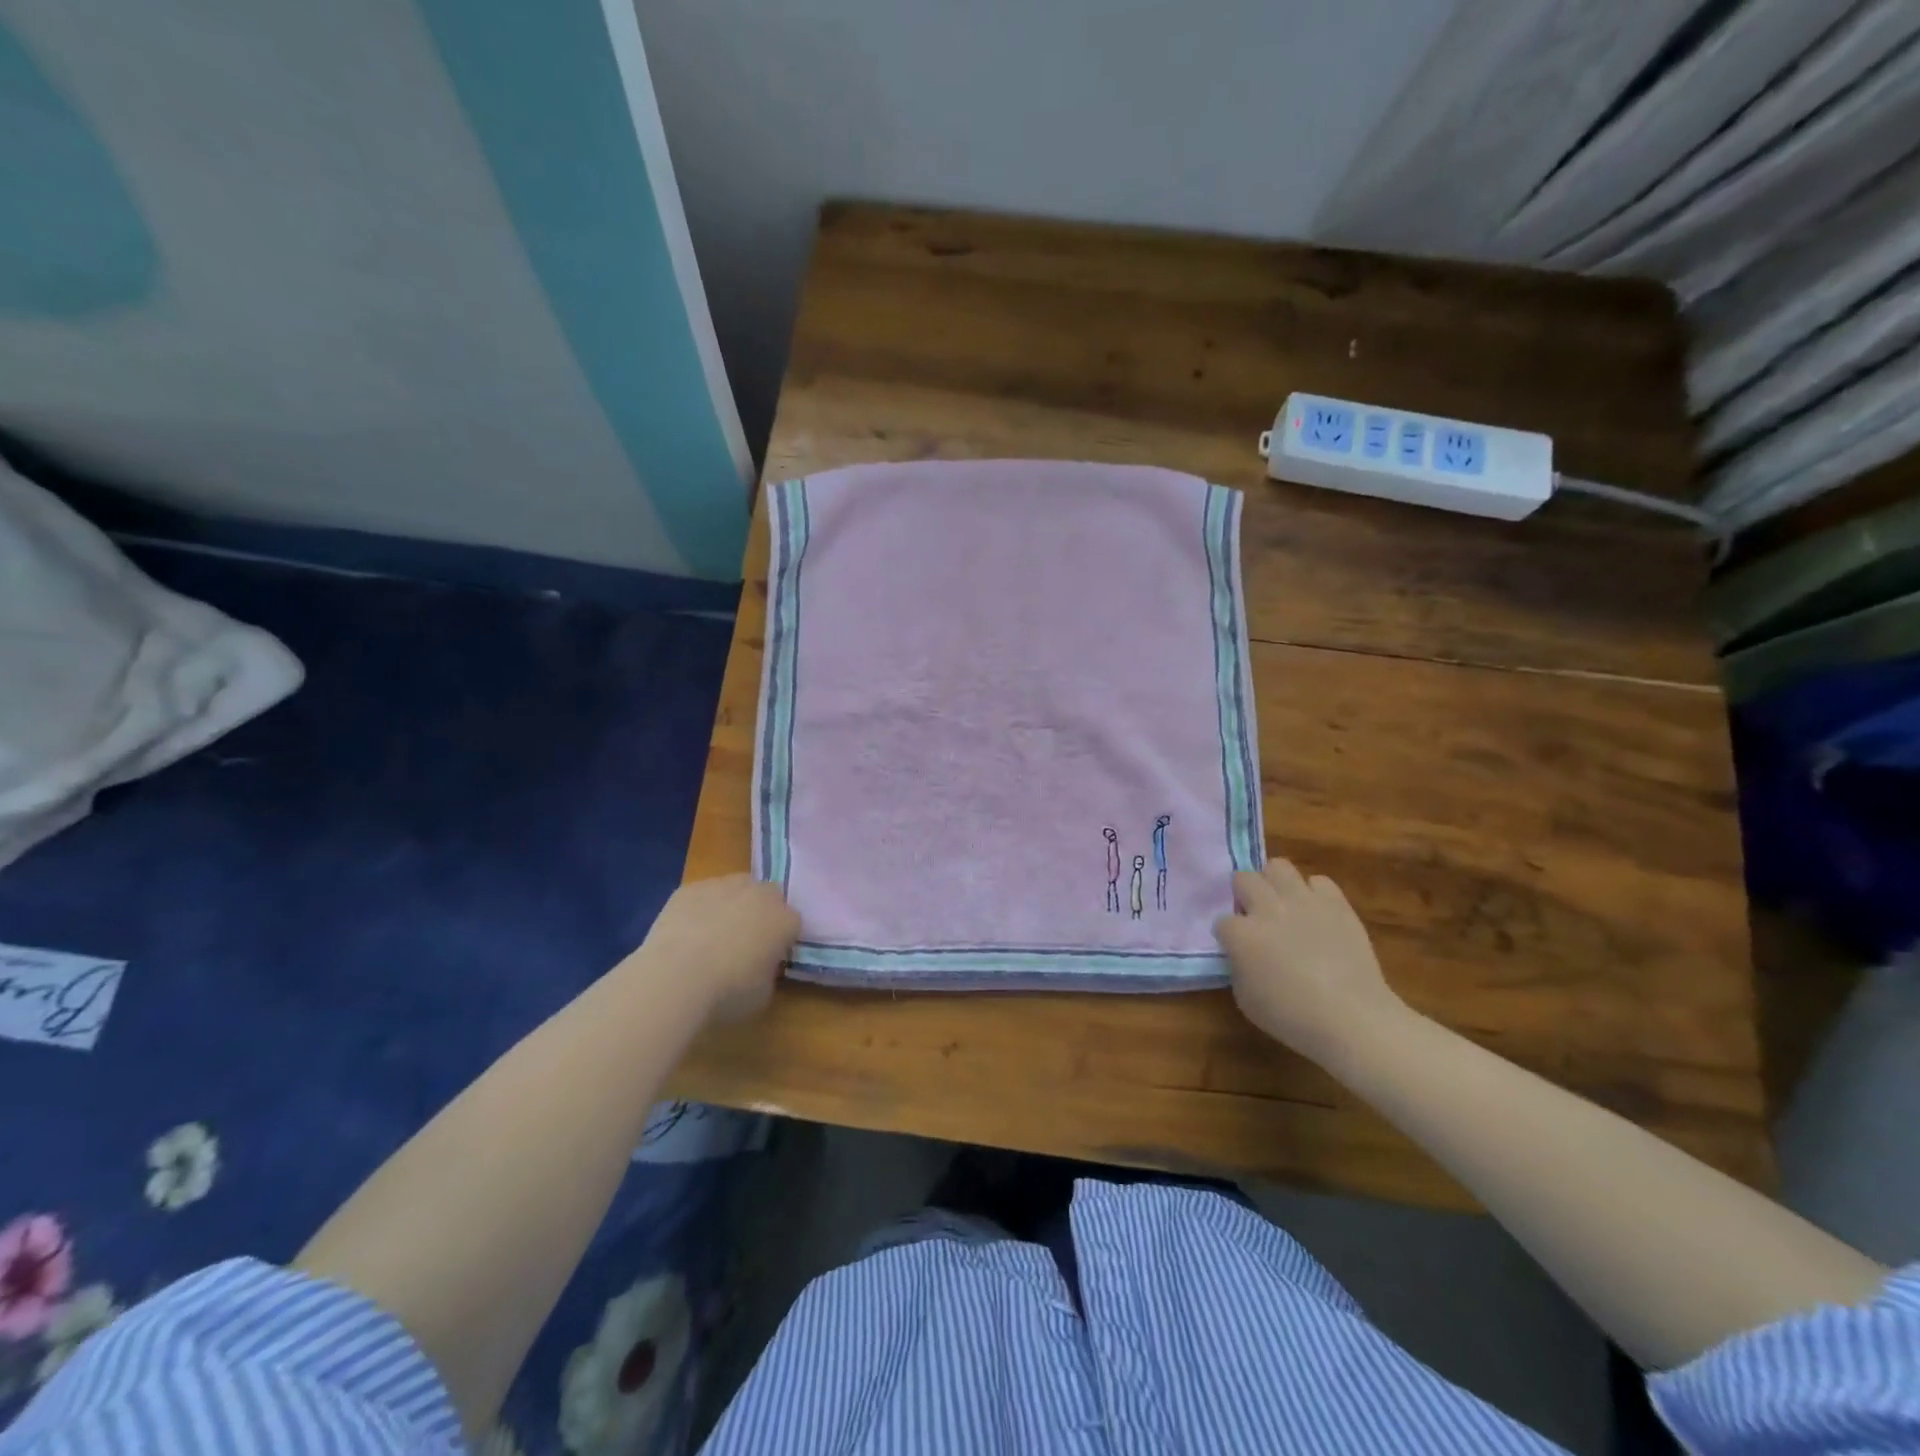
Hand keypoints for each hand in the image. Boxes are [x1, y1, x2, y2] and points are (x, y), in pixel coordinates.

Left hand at [638, 875, 798, 1022]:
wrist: (676, 977)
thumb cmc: (727, 992)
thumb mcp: (763, 993)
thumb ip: (768, 971)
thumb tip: (759, 965)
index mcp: (785, 920)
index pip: (792, 923)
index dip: (781, 939)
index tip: (770, 957)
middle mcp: (760, 894)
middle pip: (768, 896)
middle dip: (761, 912)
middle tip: (744, 940)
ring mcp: (724, 886)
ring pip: (735, 889)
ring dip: (731, 905)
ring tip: (712, 935)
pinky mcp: (691, 887)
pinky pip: (702, 894)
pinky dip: (699, 908)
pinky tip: (686, 933)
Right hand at [1214, 859, 1408, 1065]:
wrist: (1353, 1019)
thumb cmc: (1293, 1018)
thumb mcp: (1246, 999)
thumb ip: (1238, 967)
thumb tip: (1243, 954)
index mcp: (1242, 934)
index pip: (1222, 921)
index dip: (1228, 935)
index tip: (1237, 948)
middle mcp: (1268, 908)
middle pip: (1244, 878)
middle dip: (1244, 894)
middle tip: (1255, 915)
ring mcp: (1303, 901)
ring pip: (1278, 866)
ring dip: (1274, 883)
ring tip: (1282, 903)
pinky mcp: (1336, 903)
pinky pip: (1319, 881)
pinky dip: (1314, 893)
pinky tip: (1316, 913)